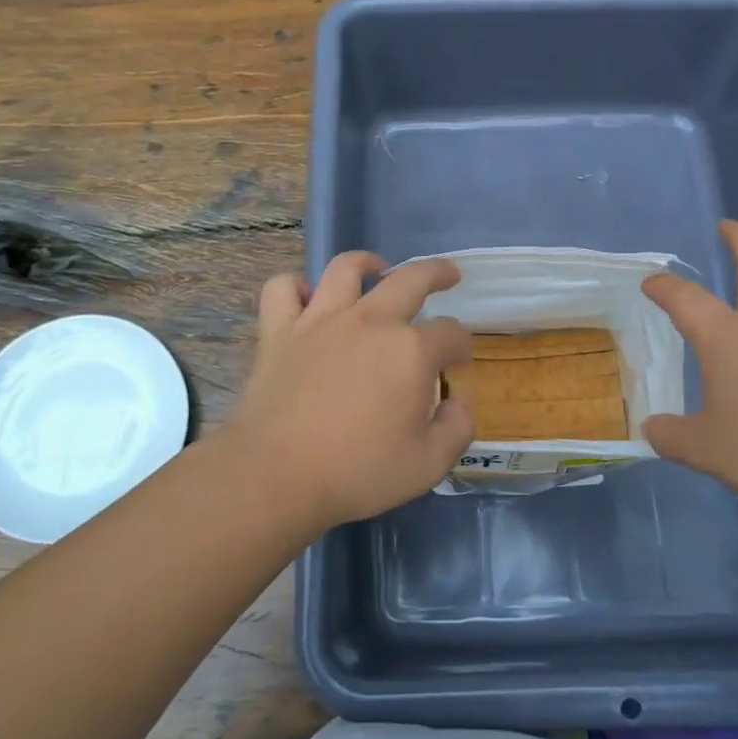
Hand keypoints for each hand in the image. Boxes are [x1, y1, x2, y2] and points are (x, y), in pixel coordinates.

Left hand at [228, 252, 473, 527]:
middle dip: (437, 273)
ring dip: (367, 263)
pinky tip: (306, 298)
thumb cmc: (358, 472)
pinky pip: (282, 289)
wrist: (276, 475)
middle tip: (448, 276)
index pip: (451, 333)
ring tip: (377, 268)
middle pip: (411, 280)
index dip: (461, 346)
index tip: (458, 363)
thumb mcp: (428, 464)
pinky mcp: (279, 331)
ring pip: (346, 268)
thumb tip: (460, 401)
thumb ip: (456, 428)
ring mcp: (320, 320)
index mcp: (411, 351)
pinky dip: (295, 288)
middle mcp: (370, 321)